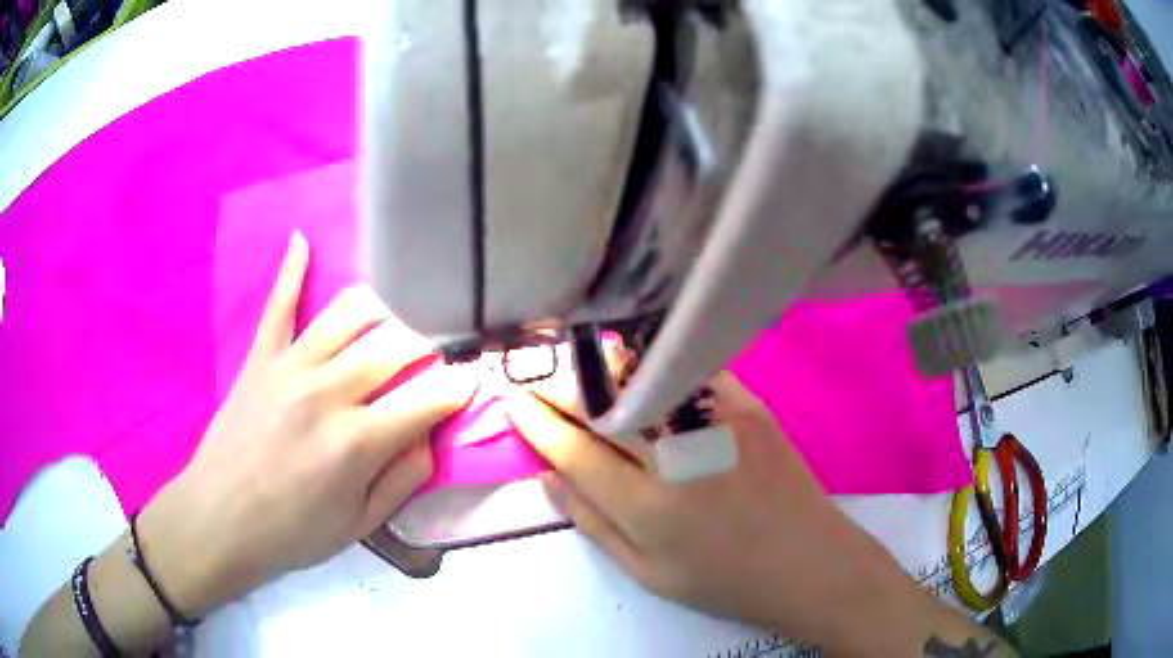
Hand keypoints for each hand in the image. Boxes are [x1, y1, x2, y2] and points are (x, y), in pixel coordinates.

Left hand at [137, 232, 475, 615]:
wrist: (220, 519)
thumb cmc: (293, 532)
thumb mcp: (361, 525)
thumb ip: (405, 478)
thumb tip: (430, 433)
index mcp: (357, 442)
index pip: (430, 397)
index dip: (461, 386)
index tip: (475, 380)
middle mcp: (328, 391)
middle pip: (398, 343)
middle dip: (432, 343)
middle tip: (439, 353)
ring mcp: (290, 366)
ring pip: (351, 312)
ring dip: (385, 307)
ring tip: (398, 318)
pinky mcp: (260, 357)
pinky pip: (279, 303)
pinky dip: (293, 268)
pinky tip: (303, 238)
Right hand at [506, 367, 931, 652]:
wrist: (809, 562)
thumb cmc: (726, 581)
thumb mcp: (649, 573)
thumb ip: (593, 524)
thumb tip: (547, 476)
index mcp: (649, 509)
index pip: (574, 450)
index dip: (536, 421)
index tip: (512, 398)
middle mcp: (679, 457)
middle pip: (601, 406)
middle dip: (557, 386)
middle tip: (533, 375)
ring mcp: (718, 422)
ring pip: (641, 378)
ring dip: (598, 369)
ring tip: (573, 366)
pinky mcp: (749, 405)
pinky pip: (689, 371)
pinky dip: (653, 363)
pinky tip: (635, 362)